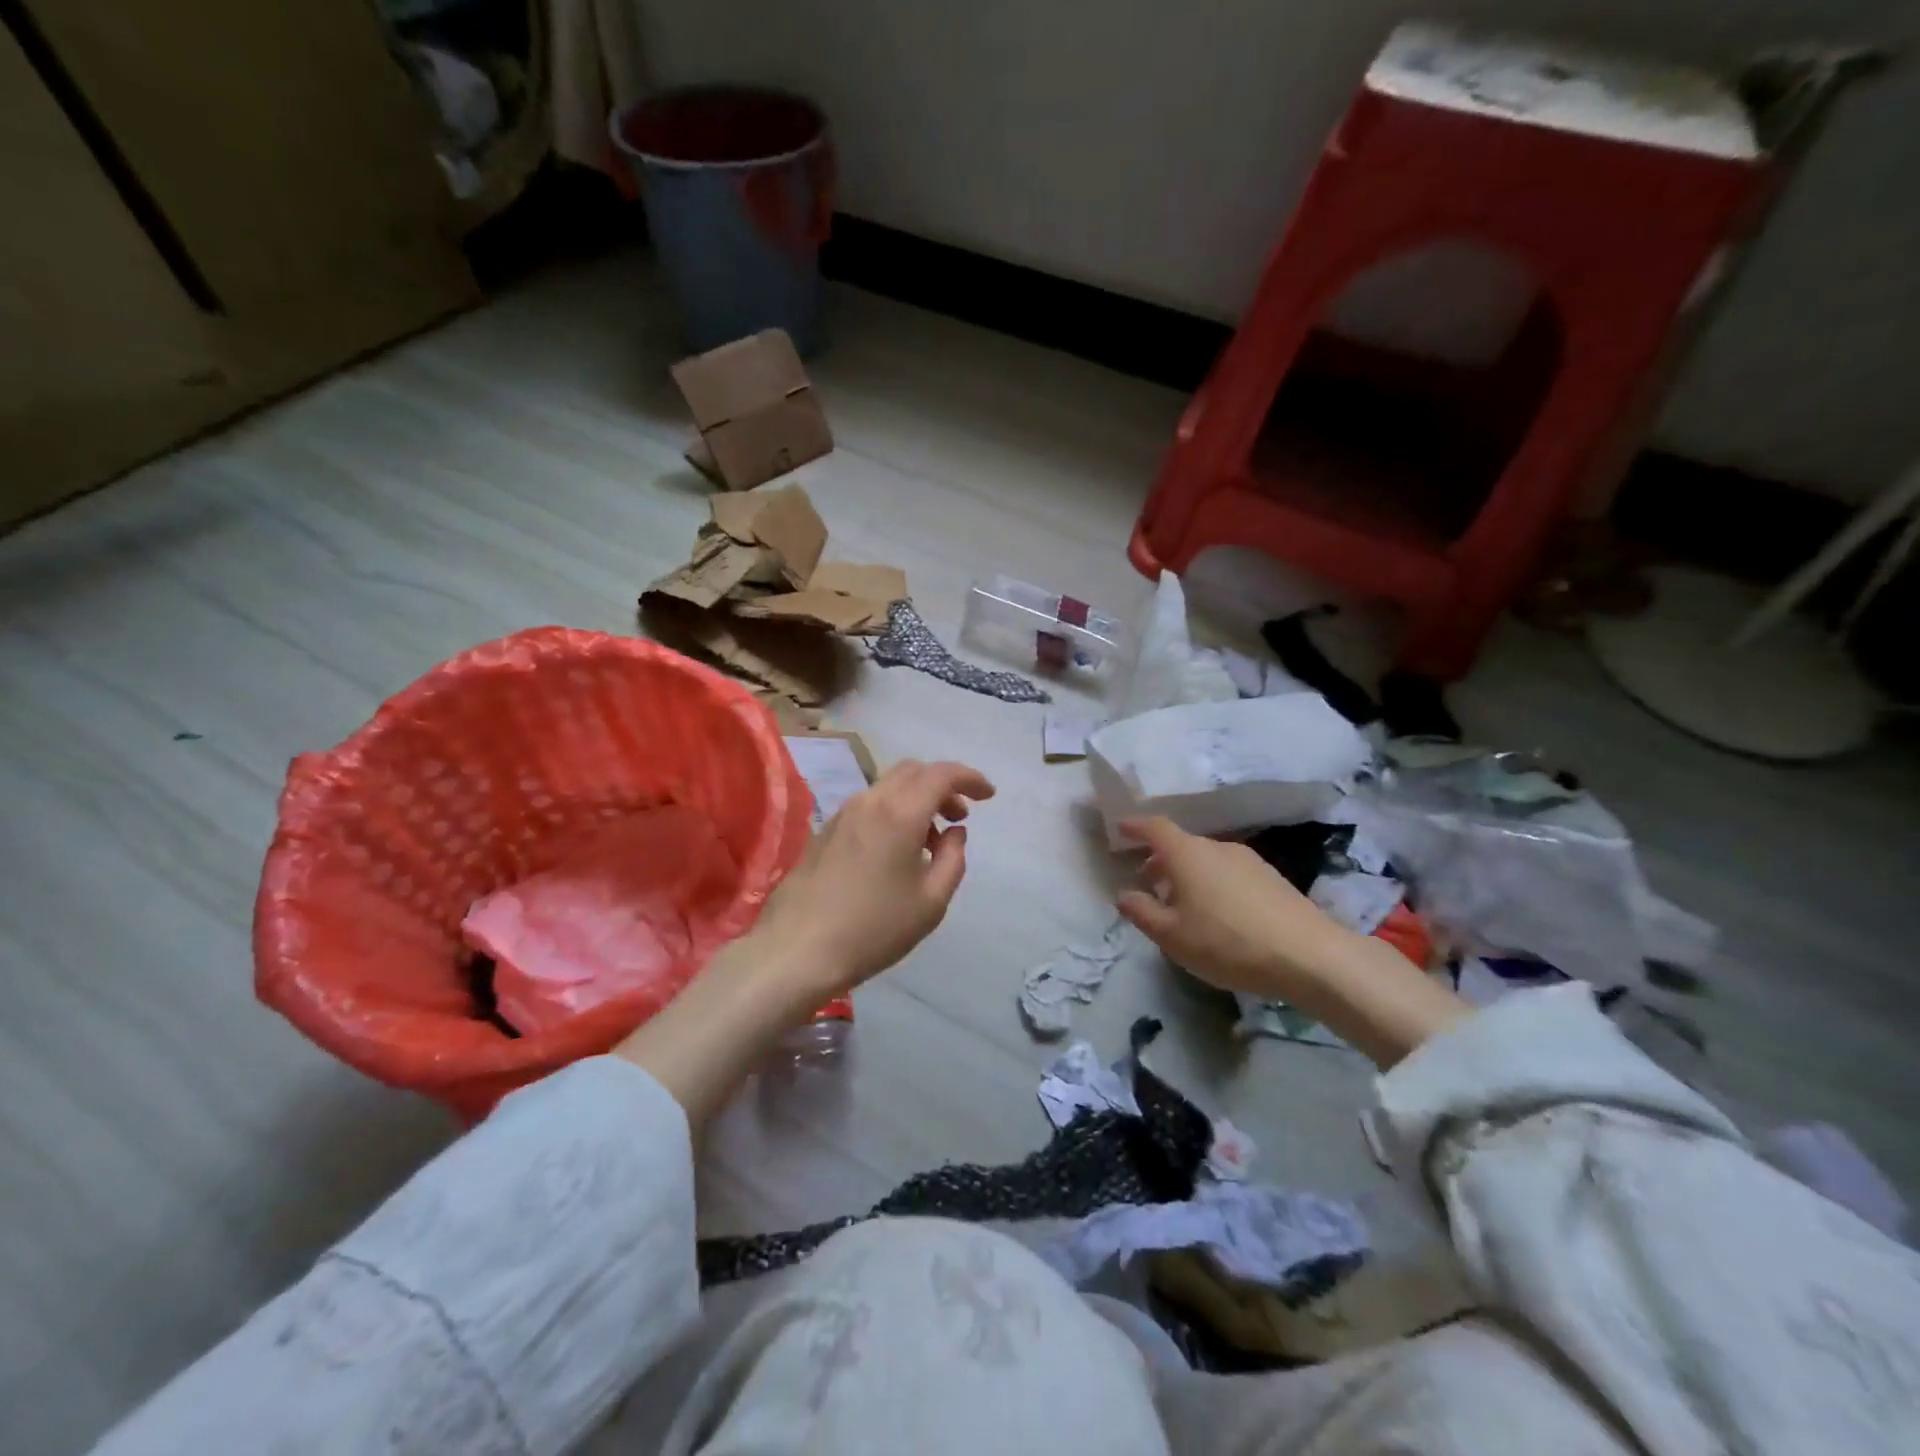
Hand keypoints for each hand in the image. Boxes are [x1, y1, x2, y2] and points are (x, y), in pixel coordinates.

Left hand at [750, 759, 995, 999]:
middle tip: (959, 816)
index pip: (941, 775)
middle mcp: (870, 801)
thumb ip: (953, 858)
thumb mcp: (931, 902)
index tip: (988, 795)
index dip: (970, 778)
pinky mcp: (825, 831)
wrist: (798, 949)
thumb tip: (954, 832)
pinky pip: (869, 805)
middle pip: (913, 771)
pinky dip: (893, 811)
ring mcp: (842, 814)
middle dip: (943, 785)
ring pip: (888, 786)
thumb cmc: (874, 928)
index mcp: (900, 813)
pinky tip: (896, 850)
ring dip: (917, 799)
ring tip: (930, 840)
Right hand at [1114, 816, 1344, 1001]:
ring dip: (1186, 875)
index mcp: (1187, 854)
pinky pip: (1228, 873)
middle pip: (1181, 845)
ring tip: (1180, 905)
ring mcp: (1249, 861)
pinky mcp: (1272, 879)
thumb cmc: (1227, 942)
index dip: (1134, 826)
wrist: (1309, 955)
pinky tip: (1216, 916)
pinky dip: (1211, 884)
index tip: (1120, 829)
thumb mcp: (1172, 936)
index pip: (1155, 827)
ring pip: (1206, 860)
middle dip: (1159, 860)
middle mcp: (1217, 848)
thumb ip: (1142, 912)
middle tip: (1145, 883)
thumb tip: (1124, 894)